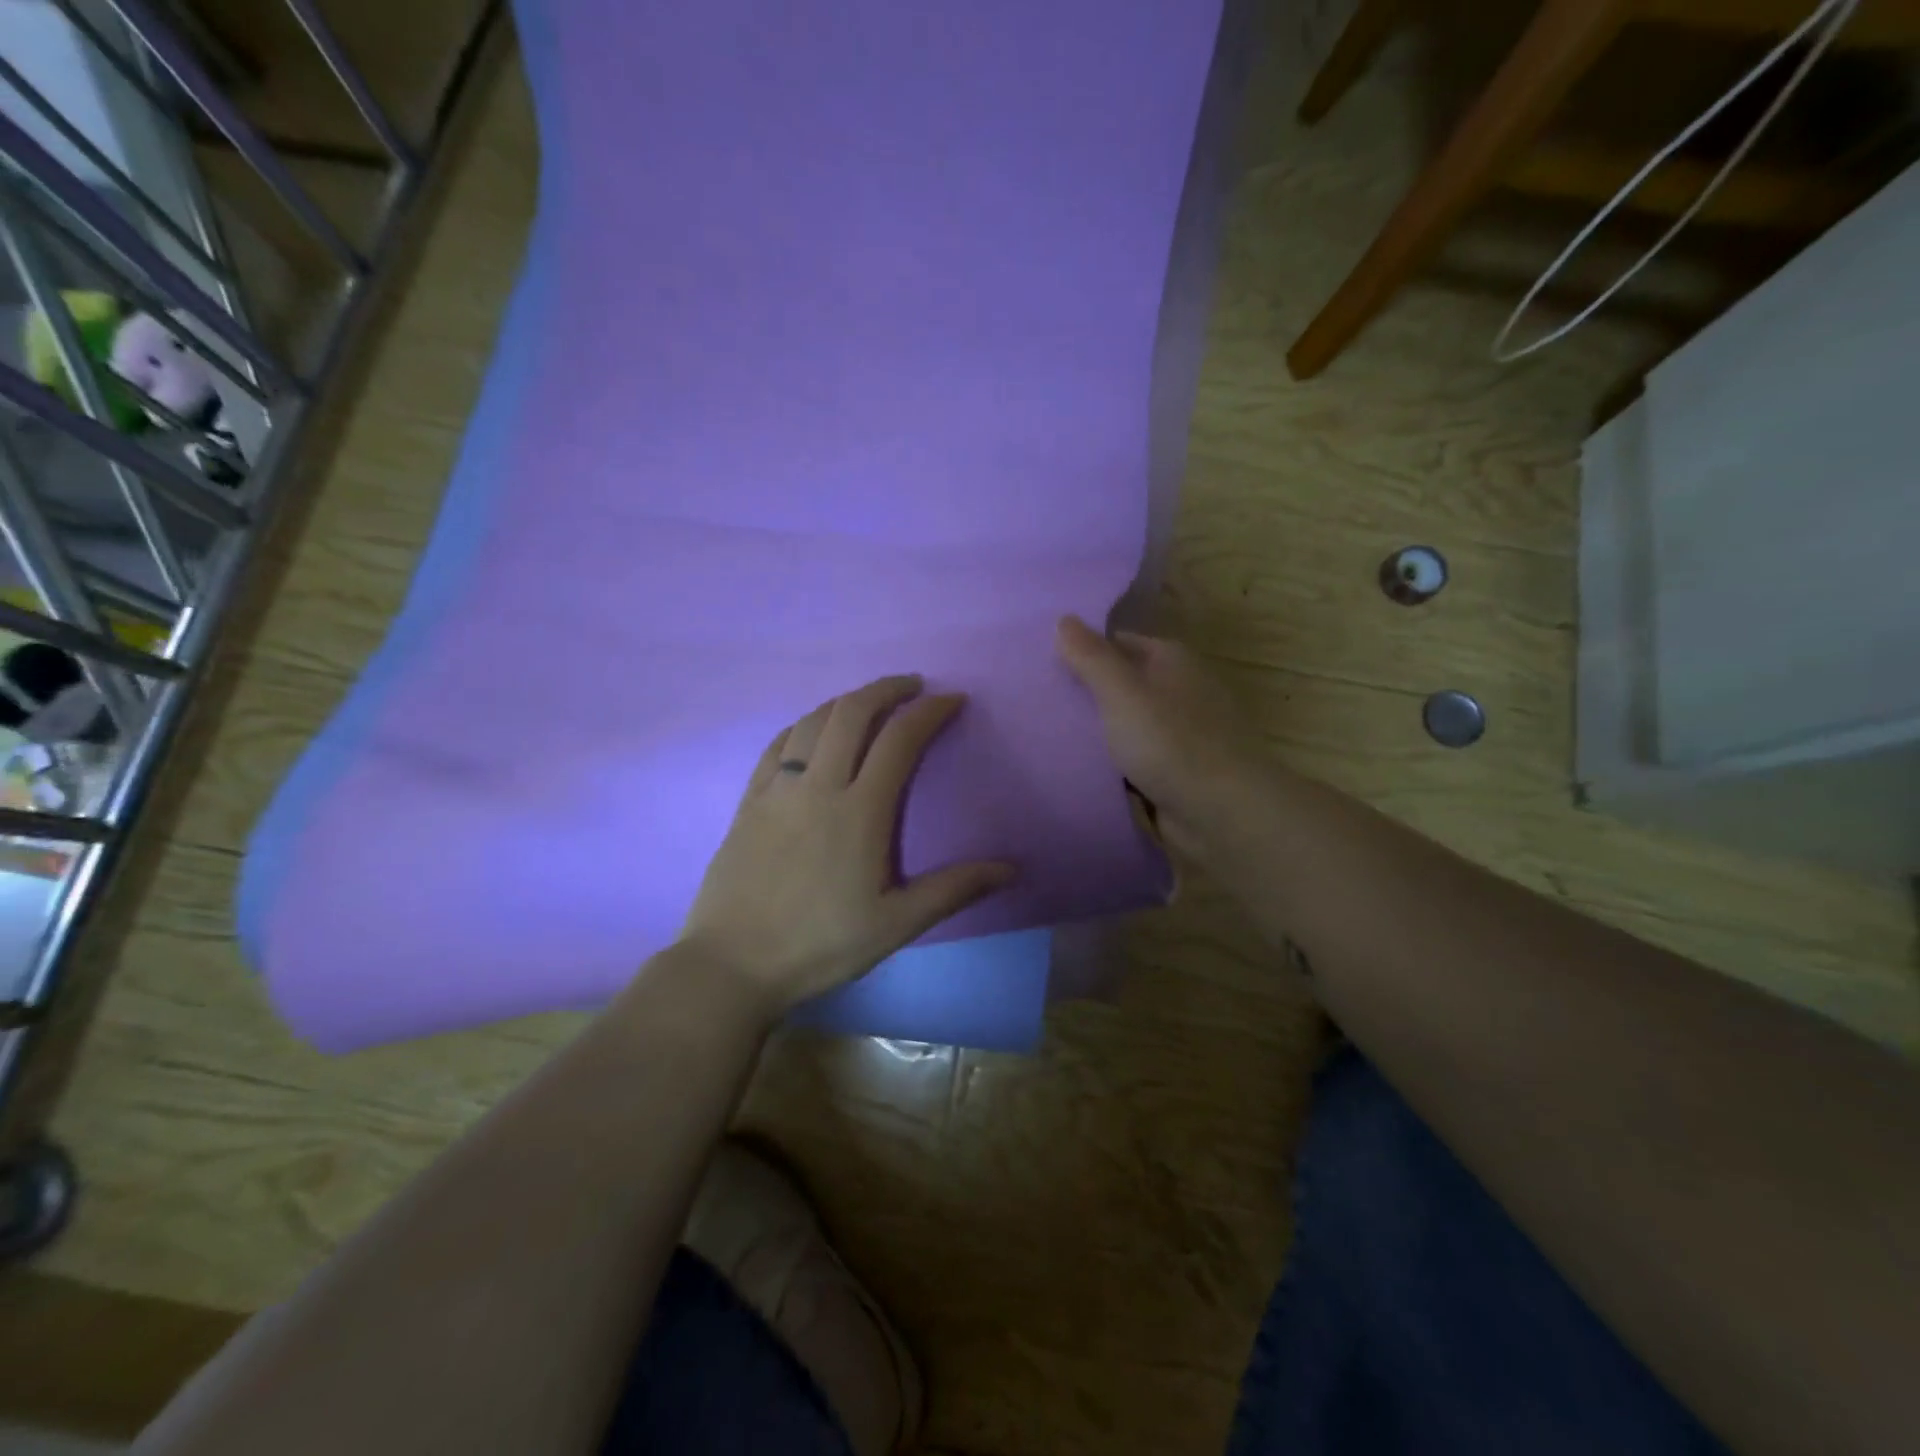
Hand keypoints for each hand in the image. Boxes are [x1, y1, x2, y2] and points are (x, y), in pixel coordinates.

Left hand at [680, 675, 1015, 1014]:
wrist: (732, 965)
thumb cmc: (820, 945)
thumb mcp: (896, 924)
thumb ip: (953, 890)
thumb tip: (1010, 869)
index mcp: (860, 811)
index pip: (899, 740)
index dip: (929, 711)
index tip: (952, 699)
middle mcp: (818, 786)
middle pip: (852, 713)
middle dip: (887, 689)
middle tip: (913, 685)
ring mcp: (777, 790)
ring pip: (812, 721)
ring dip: (846, 700)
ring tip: (869, 702)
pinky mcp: (748, 801)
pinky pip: (776, 745)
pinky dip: (802, 724)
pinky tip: (812, 729)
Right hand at [1055, 615, 1269, 856]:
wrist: (1222, 812)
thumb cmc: (1170, 742)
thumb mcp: (1121, 692)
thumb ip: (1090, 656)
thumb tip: (1063, 618)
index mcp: (1170, 660)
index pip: (1116, 643)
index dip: (1081, 651)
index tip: (1041, 666)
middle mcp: (1178, 690)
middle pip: (1121, 683)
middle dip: (1084, 693)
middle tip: (1036, 701)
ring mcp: (1179, 732)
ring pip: (1125, 724)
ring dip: (1096, 732)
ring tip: (1046, 734)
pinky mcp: (1176, 770)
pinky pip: (1133, 758)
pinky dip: (1112, 762)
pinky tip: (1079, 768)